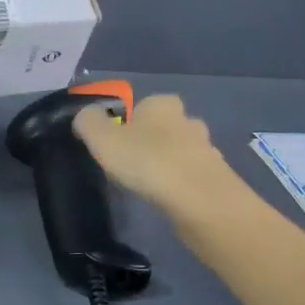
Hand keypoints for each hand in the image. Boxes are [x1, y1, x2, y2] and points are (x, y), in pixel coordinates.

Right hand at [73, 93, 233, 216]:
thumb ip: (89, 122)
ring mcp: (208, 149)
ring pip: (184, 151)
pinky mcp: (218, 177)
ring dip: (171, 164)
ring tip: (153, 186)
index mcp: (162, 104)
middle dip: (154, 141)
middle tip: (134, 164)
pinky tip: (172, 200)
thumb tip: (86, 116)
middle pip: (167, 126)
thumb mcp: (103, 139)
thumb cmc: (147, 161)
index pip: (145, 104)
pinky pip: (195, 176)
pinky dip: (184, 185)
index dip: (131, 121)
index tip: (118, 144)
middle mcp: (188, 120)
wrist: (199, 200)